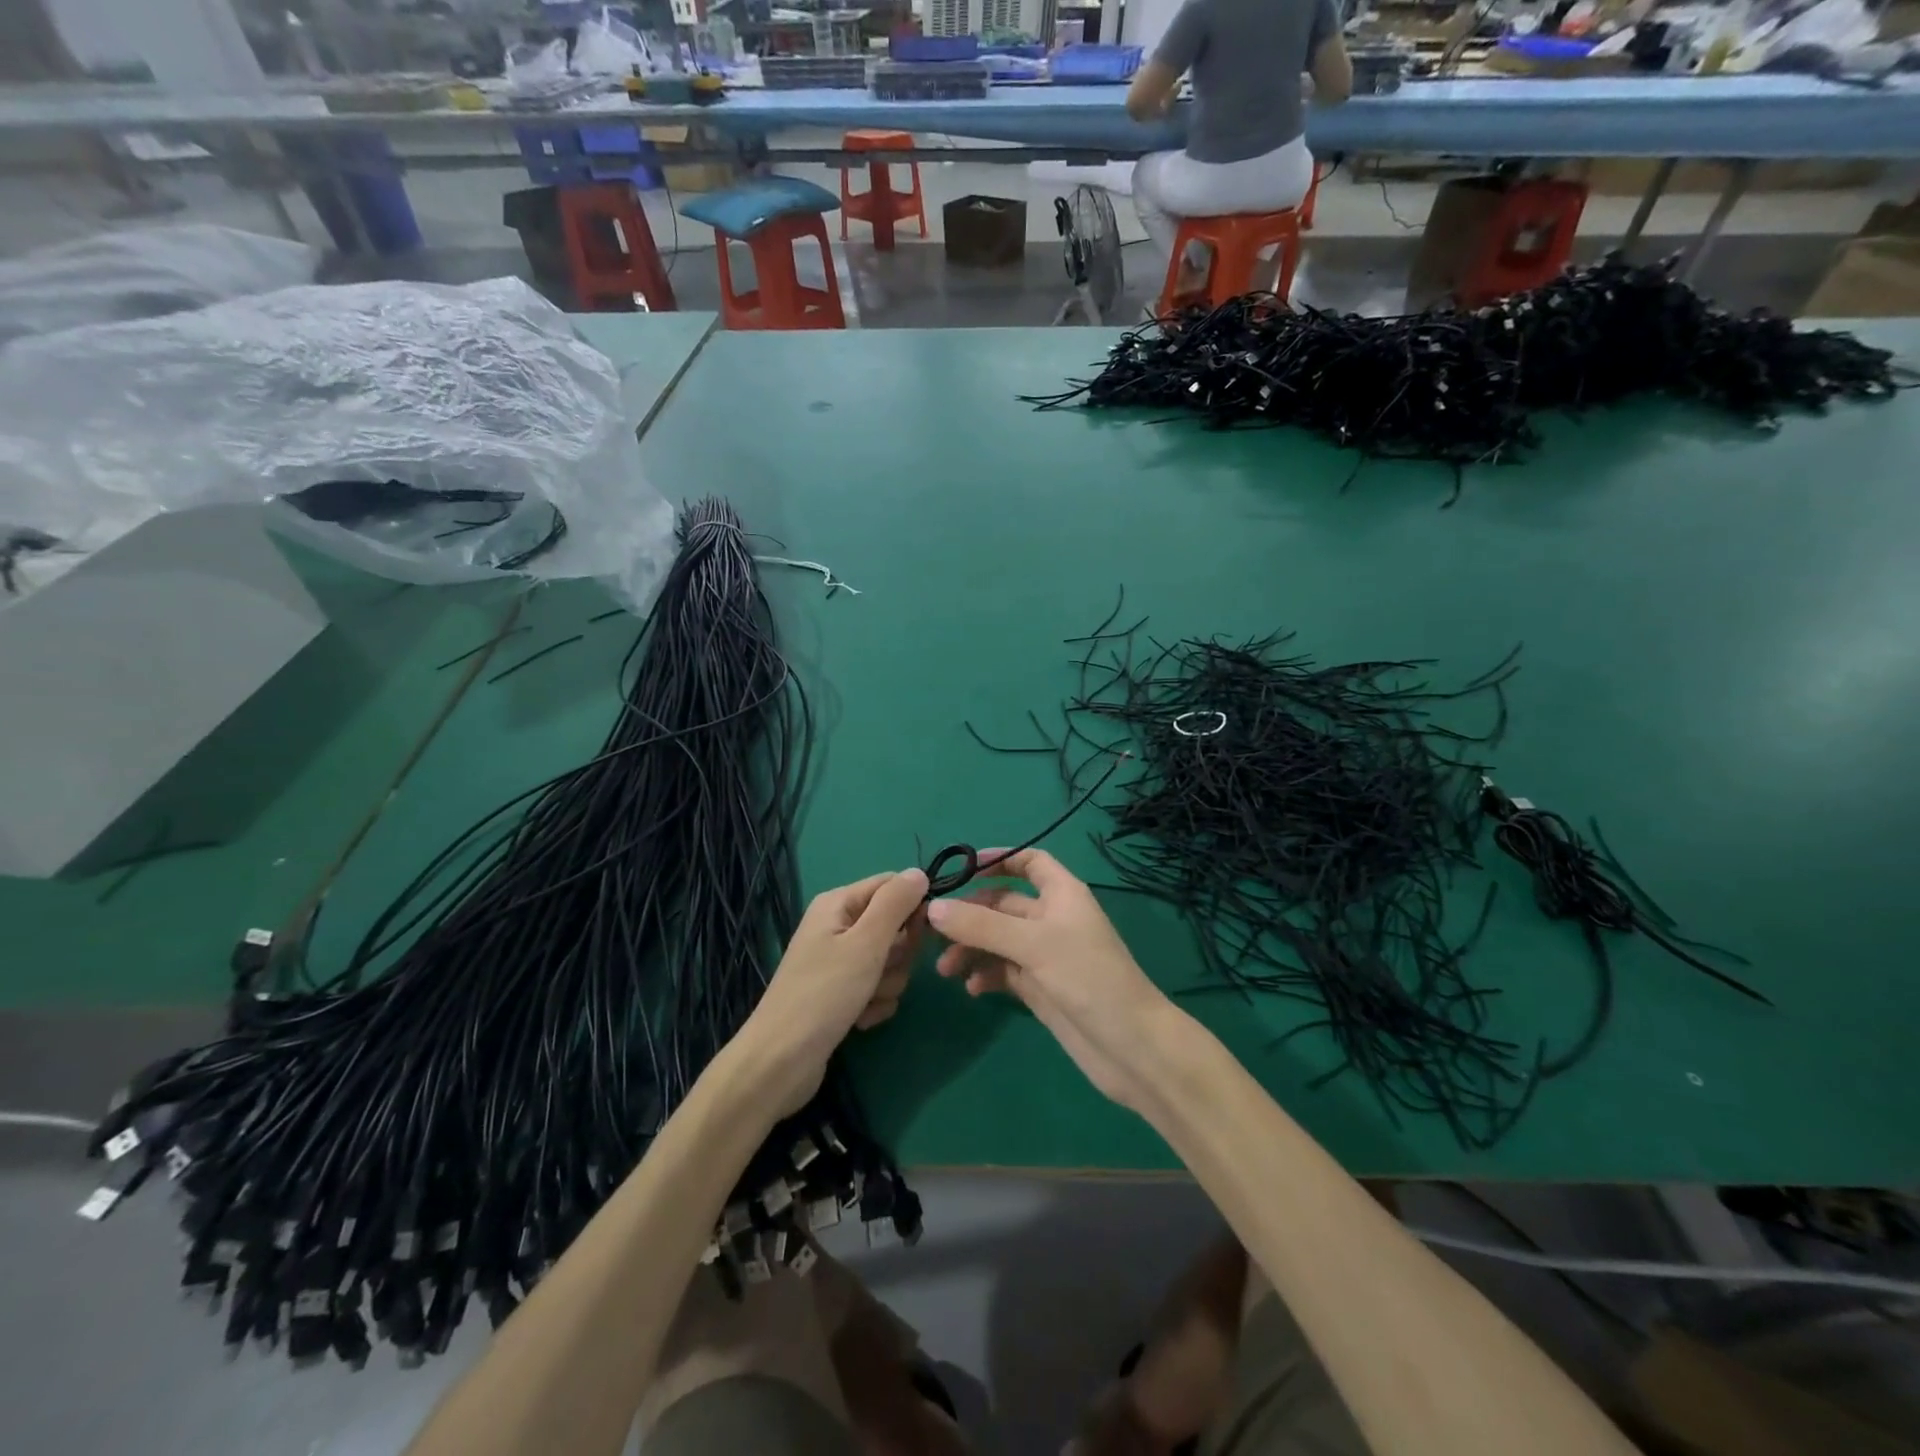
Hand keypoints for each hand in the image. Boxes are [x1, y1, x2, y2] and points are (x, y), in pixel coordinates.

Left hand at [736, 868, 929, 1114]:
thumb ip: (895, 904)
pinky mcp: (841, 993)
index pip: (892, 885)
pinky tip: (860, 1020)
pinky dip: (875, 1004)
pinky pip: (877, 988)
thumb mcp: (866, 943)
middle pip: (893, 925)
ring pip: (889, 961)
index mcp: (838, 904)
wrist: (781, 1062)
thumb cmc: (824, 994)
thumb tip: (919, 872)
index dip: (912, 907)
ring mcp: (838, 962)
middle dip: (898, 953)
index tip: (924, 933)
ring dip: (887, 983)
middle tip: (882, 971)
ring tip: (865, 1001)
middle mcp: (837, 926)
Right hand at [927, 849, 1177, 1110]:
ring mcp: (1045, 955)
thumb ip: (981, 925)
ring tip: (944, 969)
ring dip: (970, 948)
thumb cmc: (1087, 978)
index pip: (1029, 862)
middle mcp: (1052, 919)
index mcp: (1061, 894)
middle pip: (1002, 904)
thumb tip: (932, 908)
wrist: (1129, 1046)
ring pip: (997, 940)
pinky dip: (985, 975)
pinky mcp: (1040, 988)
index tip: (960, 869)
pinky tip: (971, 989)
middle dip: (969, 914)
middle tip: (931, 931)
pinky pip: (1003, 972)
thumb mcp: (1032, 944)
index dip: (998, 859)